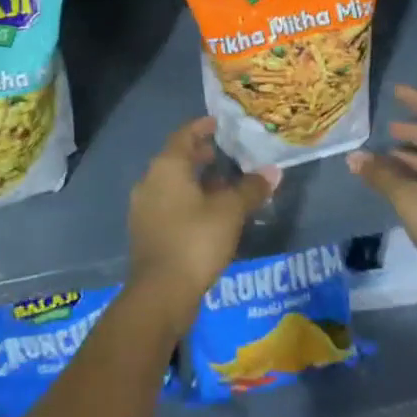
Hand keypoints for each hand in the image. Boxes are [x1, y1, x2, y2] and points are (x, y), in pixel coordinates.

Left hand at [129, 118, 278, 325]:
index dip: (202, 127)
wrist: (160, 293)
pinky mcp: (146, 231)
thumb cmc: (195, 240)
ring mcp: (144, 207)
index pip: (184, 135)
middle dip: (200, 156)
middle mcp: (150, 180)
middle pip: (177, 159)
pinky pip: (169, 204)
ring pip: (172, 184)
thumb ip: (251, 189)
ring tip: (223, 187)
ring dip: (196, 181)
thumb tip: (273, 171)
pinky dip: (188, 201)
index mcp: (167, 166)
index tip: (218, 123)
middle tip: (225, 155)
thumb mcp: (230, 212)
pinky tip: (208, 216)